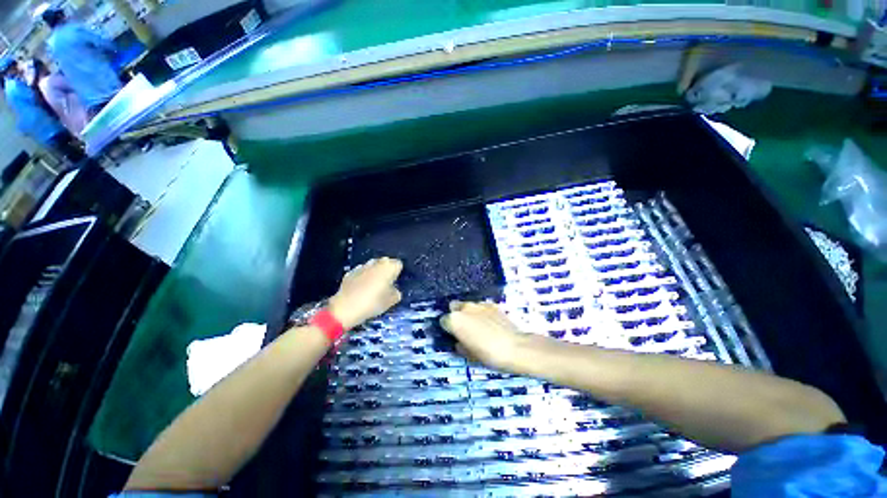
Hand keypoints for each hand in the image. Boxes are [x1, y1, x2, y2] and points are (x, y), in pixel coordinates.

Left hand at [329, 257, 402, 329]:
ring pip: (373, 265)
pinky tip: (361, 288)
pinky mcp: (351, 272)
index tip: (395, 282)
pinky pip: (361, 271)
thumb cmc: (372, 303)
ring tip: (373, 285)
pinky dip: (363, 276)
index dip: (398, 272)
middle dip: (387, 270)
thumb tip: (394, 290)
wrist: (345, 308)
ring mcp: (362, 266)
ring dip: (375, 272)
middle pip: (386, 262)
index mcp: (388, 268)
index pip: (398, 264)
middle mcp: (376, 263)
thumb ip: (396, 293)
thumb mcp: (391, 302)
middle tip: (386, 283)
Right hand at [440, 301, 527, 372]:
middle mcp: (464, 308)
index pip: (443, 321)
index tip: (453, 335)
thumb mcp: (469, 355)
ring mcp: (479, 304)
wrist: (515, 347)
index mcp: (454, 320)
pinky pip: (482, 307)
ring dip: (469, 313)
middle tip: (464, 327)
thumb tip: (459, 341)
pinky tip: (490, 323)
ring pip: (468, 305)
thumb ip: (460, 345)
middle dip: (456, 315)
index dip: (448, 329)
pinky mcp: (492, 304)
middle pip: (454, 307)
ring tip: (479, 325)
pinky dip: (483, 313)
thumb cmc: (488, 355)